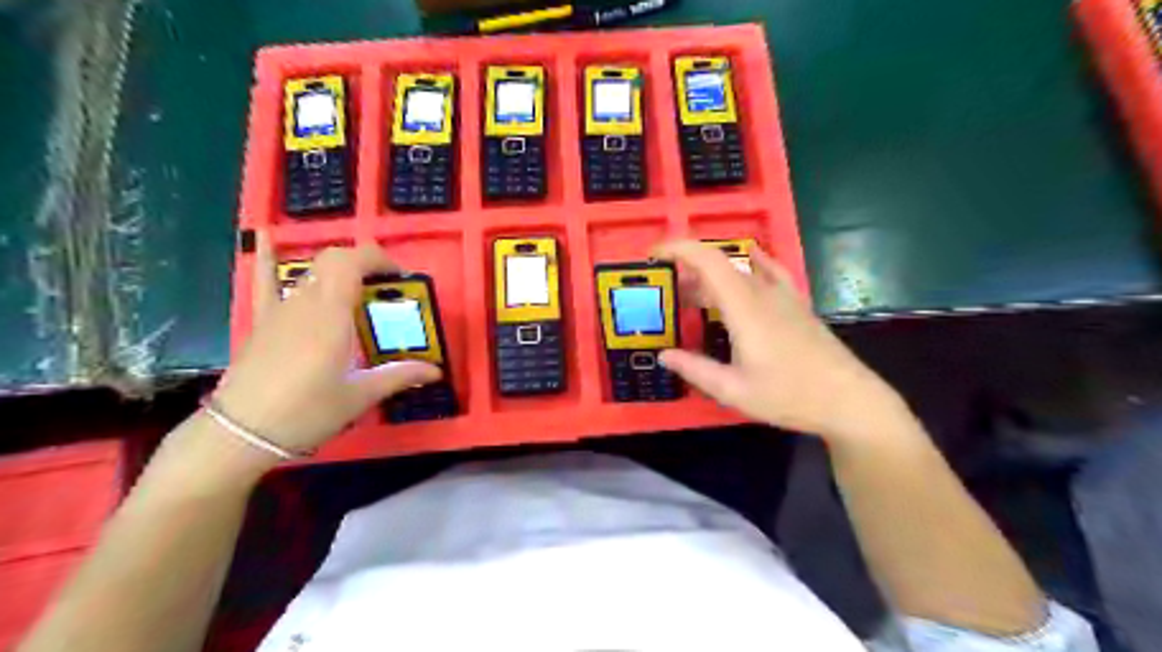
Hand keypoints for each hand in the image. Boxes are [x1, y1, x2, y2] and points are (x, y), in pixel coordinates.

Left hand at [213, 231, 442, 453]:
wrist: (242, 433)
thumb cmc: (307, 412)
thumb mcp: (359, 396)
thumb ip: (398, 376)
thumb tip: (435, 371)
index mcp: (331, 314)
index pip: (353, 262)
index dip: (379, 259)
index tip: (399, 279)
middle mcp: (305, 302)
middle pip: (334, 260)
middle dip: (364, 263)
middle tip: (385, 288)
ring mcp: (279, 309)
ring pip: (311, 270)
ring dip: (338, 270)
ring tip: (357, 286)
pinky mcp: (262, 321)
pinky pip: (264, 281)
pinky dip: (266, 256)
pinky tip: (266, 235)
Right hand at [653, 239, 905, 449]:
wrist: (848, 399)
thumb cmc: (789, 396)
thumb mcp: (734, 390)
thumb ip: (695, 369)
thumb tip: (664, 355)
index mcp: (745, 308)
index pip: (708, 260)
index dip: (678, 249)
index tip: (653, 255)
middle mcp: (763, 292)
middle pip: (720, 263)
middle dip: (686, 268)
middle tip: (665, 291)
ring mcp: (783, 296)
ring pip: (740, 269)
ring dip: (711, 274)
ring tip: (691, 294)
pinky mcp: (796, 304)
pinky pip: (767, 272)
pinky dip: (748, 265)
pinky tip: (748, 263)